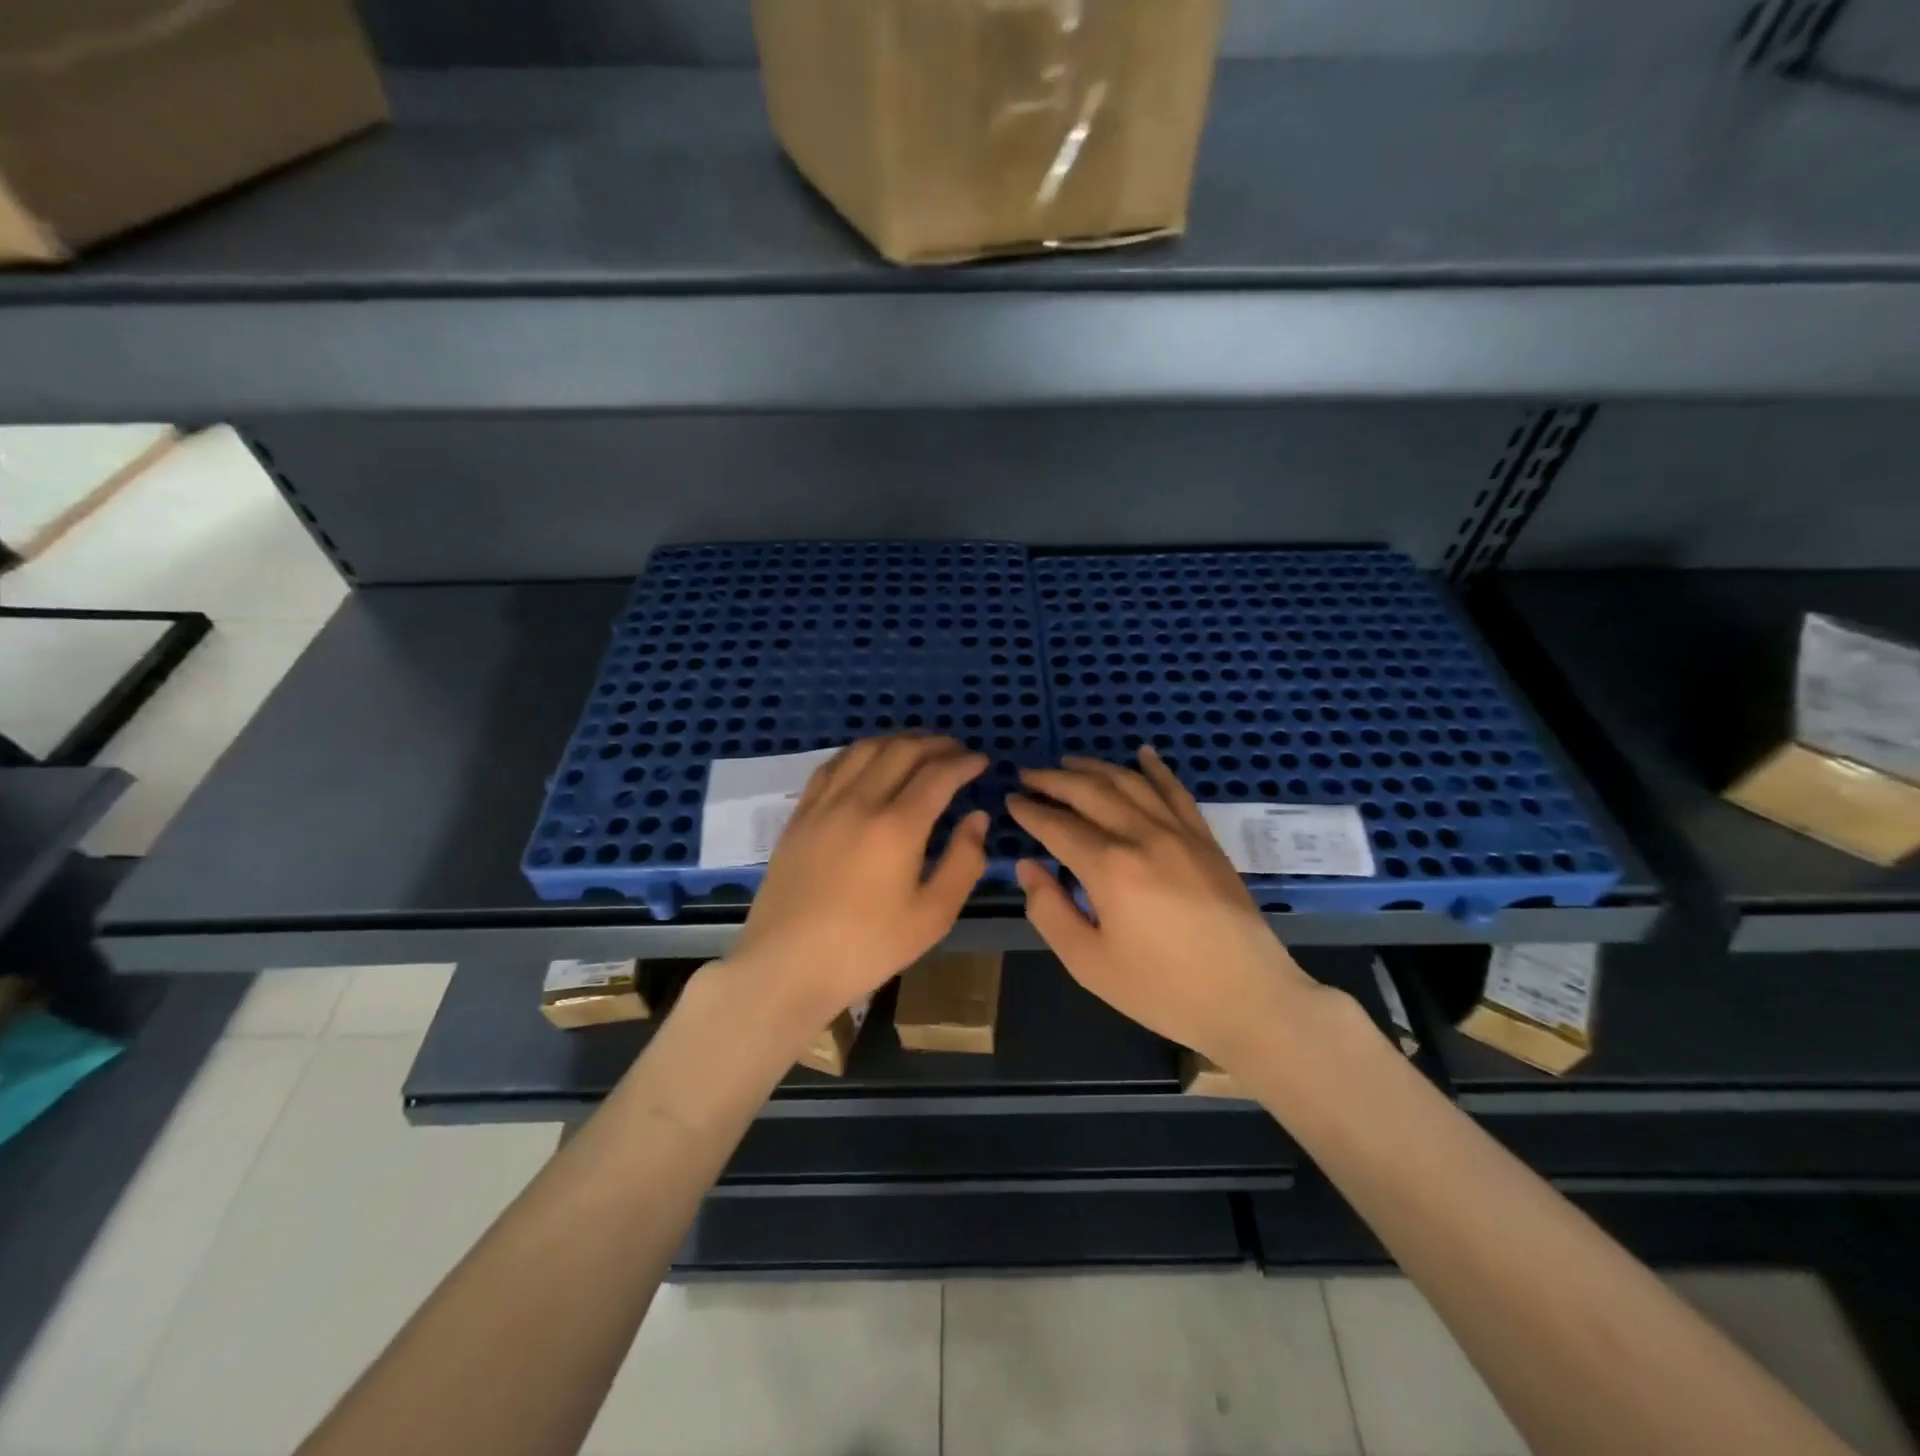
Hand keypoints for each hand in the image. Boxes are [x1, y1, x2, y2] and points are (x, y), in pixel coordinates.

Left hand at [728, 733, 988, 1022]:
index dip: (964, 762)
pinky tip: (868, 760)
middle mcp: (860, 801)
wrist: (787, 966)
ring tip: (918, 748)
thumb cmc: (867, 947)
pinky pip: (832, 765)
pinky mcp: (800, 815)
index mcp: (897, 827)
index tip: (981, 762)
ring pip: (864, 749)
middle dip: (936, 744)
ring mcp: (824, 804)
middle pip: (902, 751)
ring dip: (898, 741)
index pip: (938, 775)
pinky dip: (859, 753)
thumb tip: (977, 818)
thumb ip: (963, 862)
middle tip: (956, 751)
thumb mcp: (933, 916)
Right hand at [1007, 747, 1320, 1064]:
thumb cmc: (1162, 989)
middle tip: (1029, 774)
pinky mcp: (1206, 839)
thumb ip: (1049, 910)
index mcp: (1109, 868)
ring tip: (1069, 761)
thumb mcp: (1088, 963)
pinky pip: (1176, 792)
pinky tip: (1143, 753)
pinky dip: (1156, 769)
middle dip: (1054, 780)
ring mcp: (1180, 833)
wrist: (1249, 999)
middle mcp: (1143, 836)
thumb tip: (1028, 867)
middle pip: (1090, 792)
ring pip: (1130, 783)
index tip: (1010, 800)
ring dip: (1095, 767)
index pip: (1058, 826)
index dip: (1030, 811)